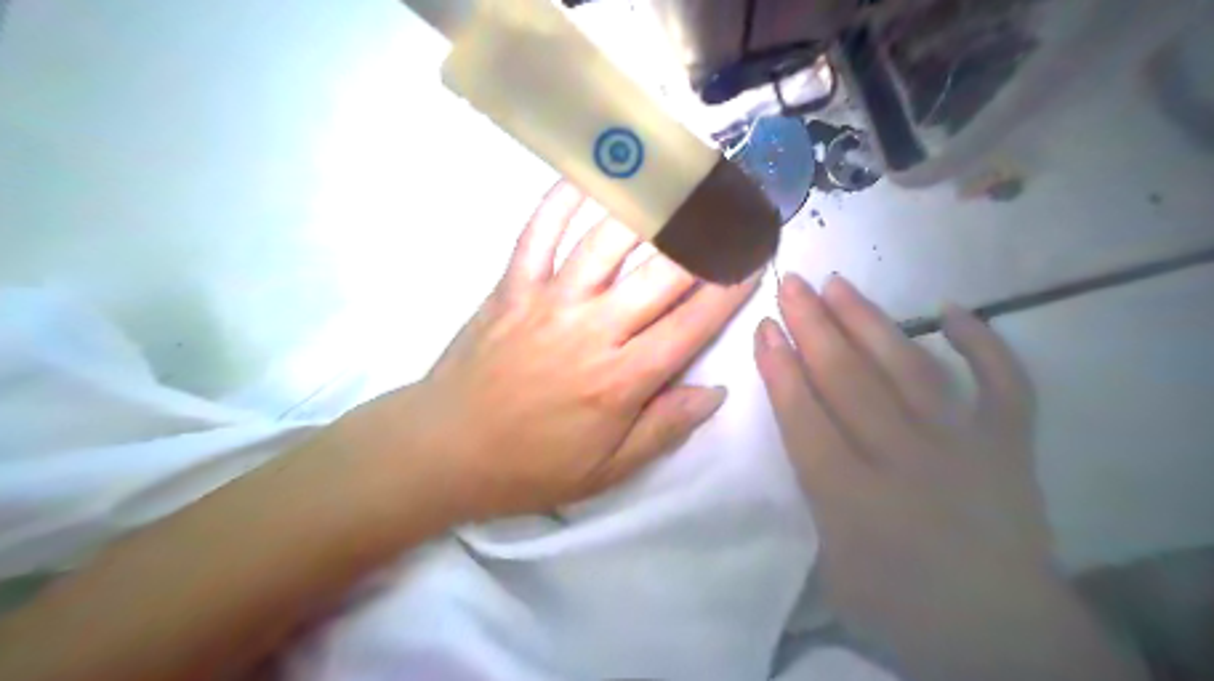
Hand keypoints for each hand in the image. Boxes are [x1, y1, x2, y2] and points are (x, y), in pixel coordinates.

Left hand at [351, 181, 760, 520]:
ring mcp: (549, 301)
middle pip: (662, 274)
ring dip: (648, 207)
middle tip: (733, 208)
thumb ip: (664, 429)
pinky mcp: (511, 287)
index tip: (753, 259)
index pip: (691, 324)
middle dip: (705, 238)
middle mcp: (593, 329)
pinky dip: (562, 199)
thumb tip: (715, 392)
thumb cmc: (531, 465)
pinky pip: (538, 233)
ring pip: (607, 241)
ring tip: (680, 178)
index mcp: (621, 379)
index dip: (729, 290)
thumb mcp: (607, 470)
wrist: (446, 449)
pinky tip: (588, 175)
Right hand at [756, 274, 1058, 666]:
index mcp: (853, 499)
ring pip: (909, 369)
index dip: (780, 369)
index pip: (805, 418)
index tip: (764, 327)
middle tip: (792, 284)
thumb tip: (802, 435)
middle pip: (849, 380)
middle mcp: (905, 460)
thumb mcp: (830, 569)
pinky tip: (953, 309)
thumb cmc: (901, 609)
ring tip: (840, 283)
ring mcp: (964, 446)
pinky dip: (984, 343)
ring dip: (869, 322)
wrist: (1005, 640)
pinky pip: (1003, 384)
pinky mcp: (1009, 446)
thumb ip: (812, 498)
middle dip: (814, 327)